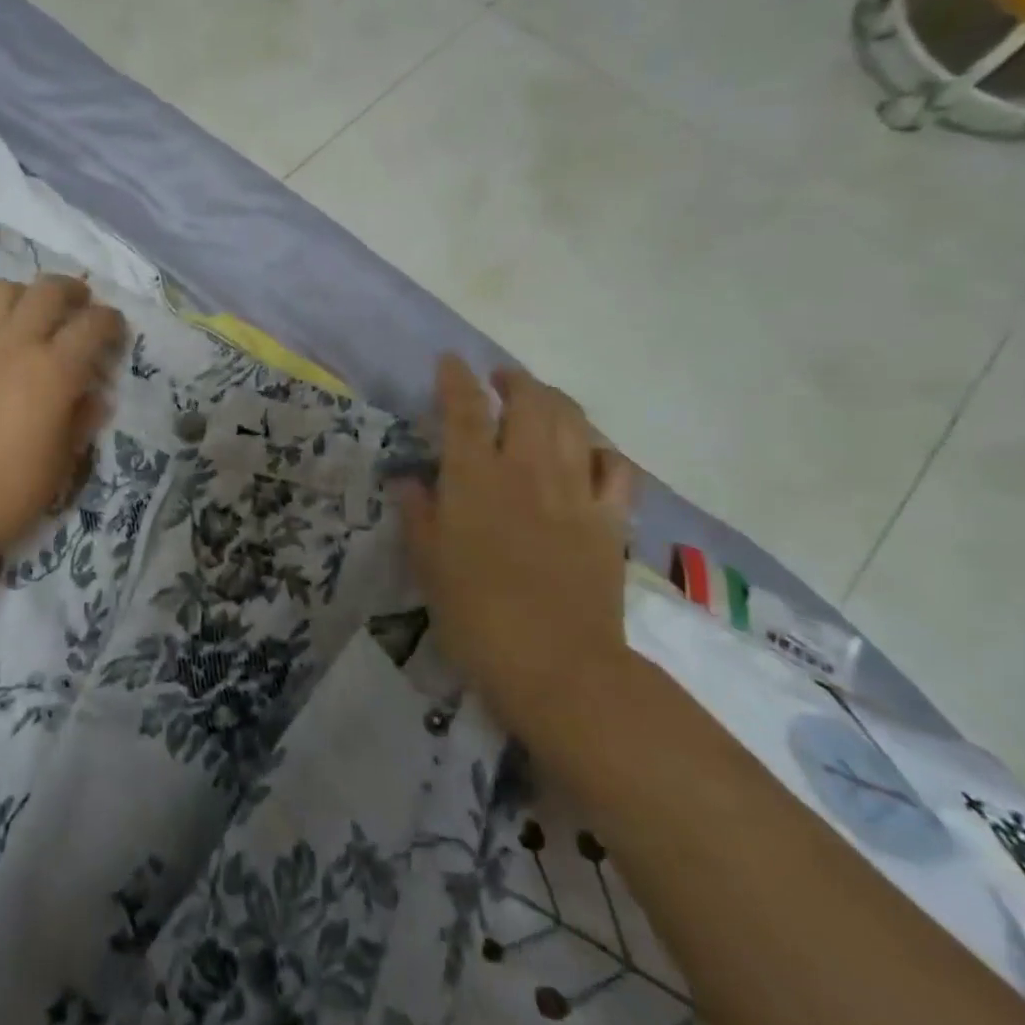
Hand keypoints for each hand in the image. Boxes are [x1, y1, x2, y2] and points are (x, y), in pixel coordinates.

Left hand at [0, 275, 125, 568]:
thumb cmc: (9, 490)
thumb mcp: (63, 461)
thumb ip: (82, 419)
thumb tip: (94, 394)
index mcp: (54, 370)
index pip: (93, 324)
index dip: (111, 322)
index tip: (115, 331)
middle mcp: (16, 342)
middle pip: (49, 290)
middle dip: (72, 292)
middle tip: (78, 307)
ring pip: (1, 289)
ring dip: (24, 296)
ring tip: (29, 316)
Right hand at [395, 356, 635, 746]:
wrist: (557, 664)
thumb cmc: (475, 613)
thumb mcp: (427, 562)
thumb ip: (418, 512)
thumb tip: (408, 478)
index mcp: (475, 476)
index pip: (465, 408)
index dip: (456, 378)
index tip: (451, 360)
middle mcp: (527, 469)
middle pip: (530, 401)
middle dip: (515, 380)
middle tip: (501, 381)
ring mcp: (574, 491)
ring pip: (573, 422)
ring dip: (555, 401)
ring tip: (541, 401)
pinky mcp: (610, 520)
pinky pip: (615, 469)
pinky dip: (601, 452)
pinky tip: (590, 455)